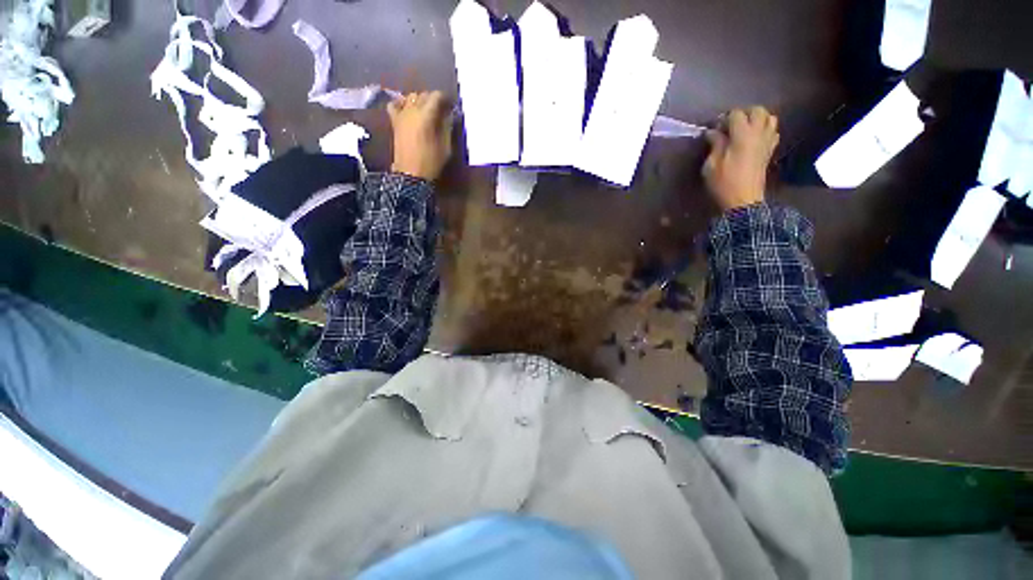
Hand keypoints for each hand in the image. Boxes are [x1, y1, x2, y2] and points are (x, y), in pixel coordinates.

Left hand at [388, 91, 453, 181]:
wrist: (410, 174)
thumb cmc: (431, 162)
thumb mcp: (446, 147)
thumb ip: (447, 127)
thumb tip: (449, 115)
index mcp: (426, 115)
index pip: (436, 96)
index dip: (445, 99)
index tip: (451, 106)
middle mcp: (412, 110)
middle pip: (423, 95)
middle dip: (433, 100)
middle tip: (441, 111)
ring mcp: (401, 115)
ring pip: (410, 97)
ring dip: (419, 101)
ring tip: (426, 111)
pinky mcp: (394, 121)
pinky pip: (394, 105)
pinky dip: (401, 103)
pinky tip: (407, 110)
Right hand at [702, 107, 779, 211]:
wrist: (743, 200)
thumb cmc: (723, 183)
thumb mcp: (711, 165)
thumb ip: (715, 144)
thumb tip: (712, 132)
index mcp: (742, 135)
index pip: (736, 114)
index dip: (723, 119)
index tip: (714, 129)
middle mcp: (759, 133)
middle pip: (757, 110)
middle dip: (743, 114)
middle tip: (730, 125)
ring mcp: (768, 141)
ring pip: (769, 118)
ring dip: (757, 119)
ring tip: (744, 130)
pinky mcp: (770, 150)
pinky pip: (773, 131)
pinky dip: (765, 130)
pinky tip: (754, 139)